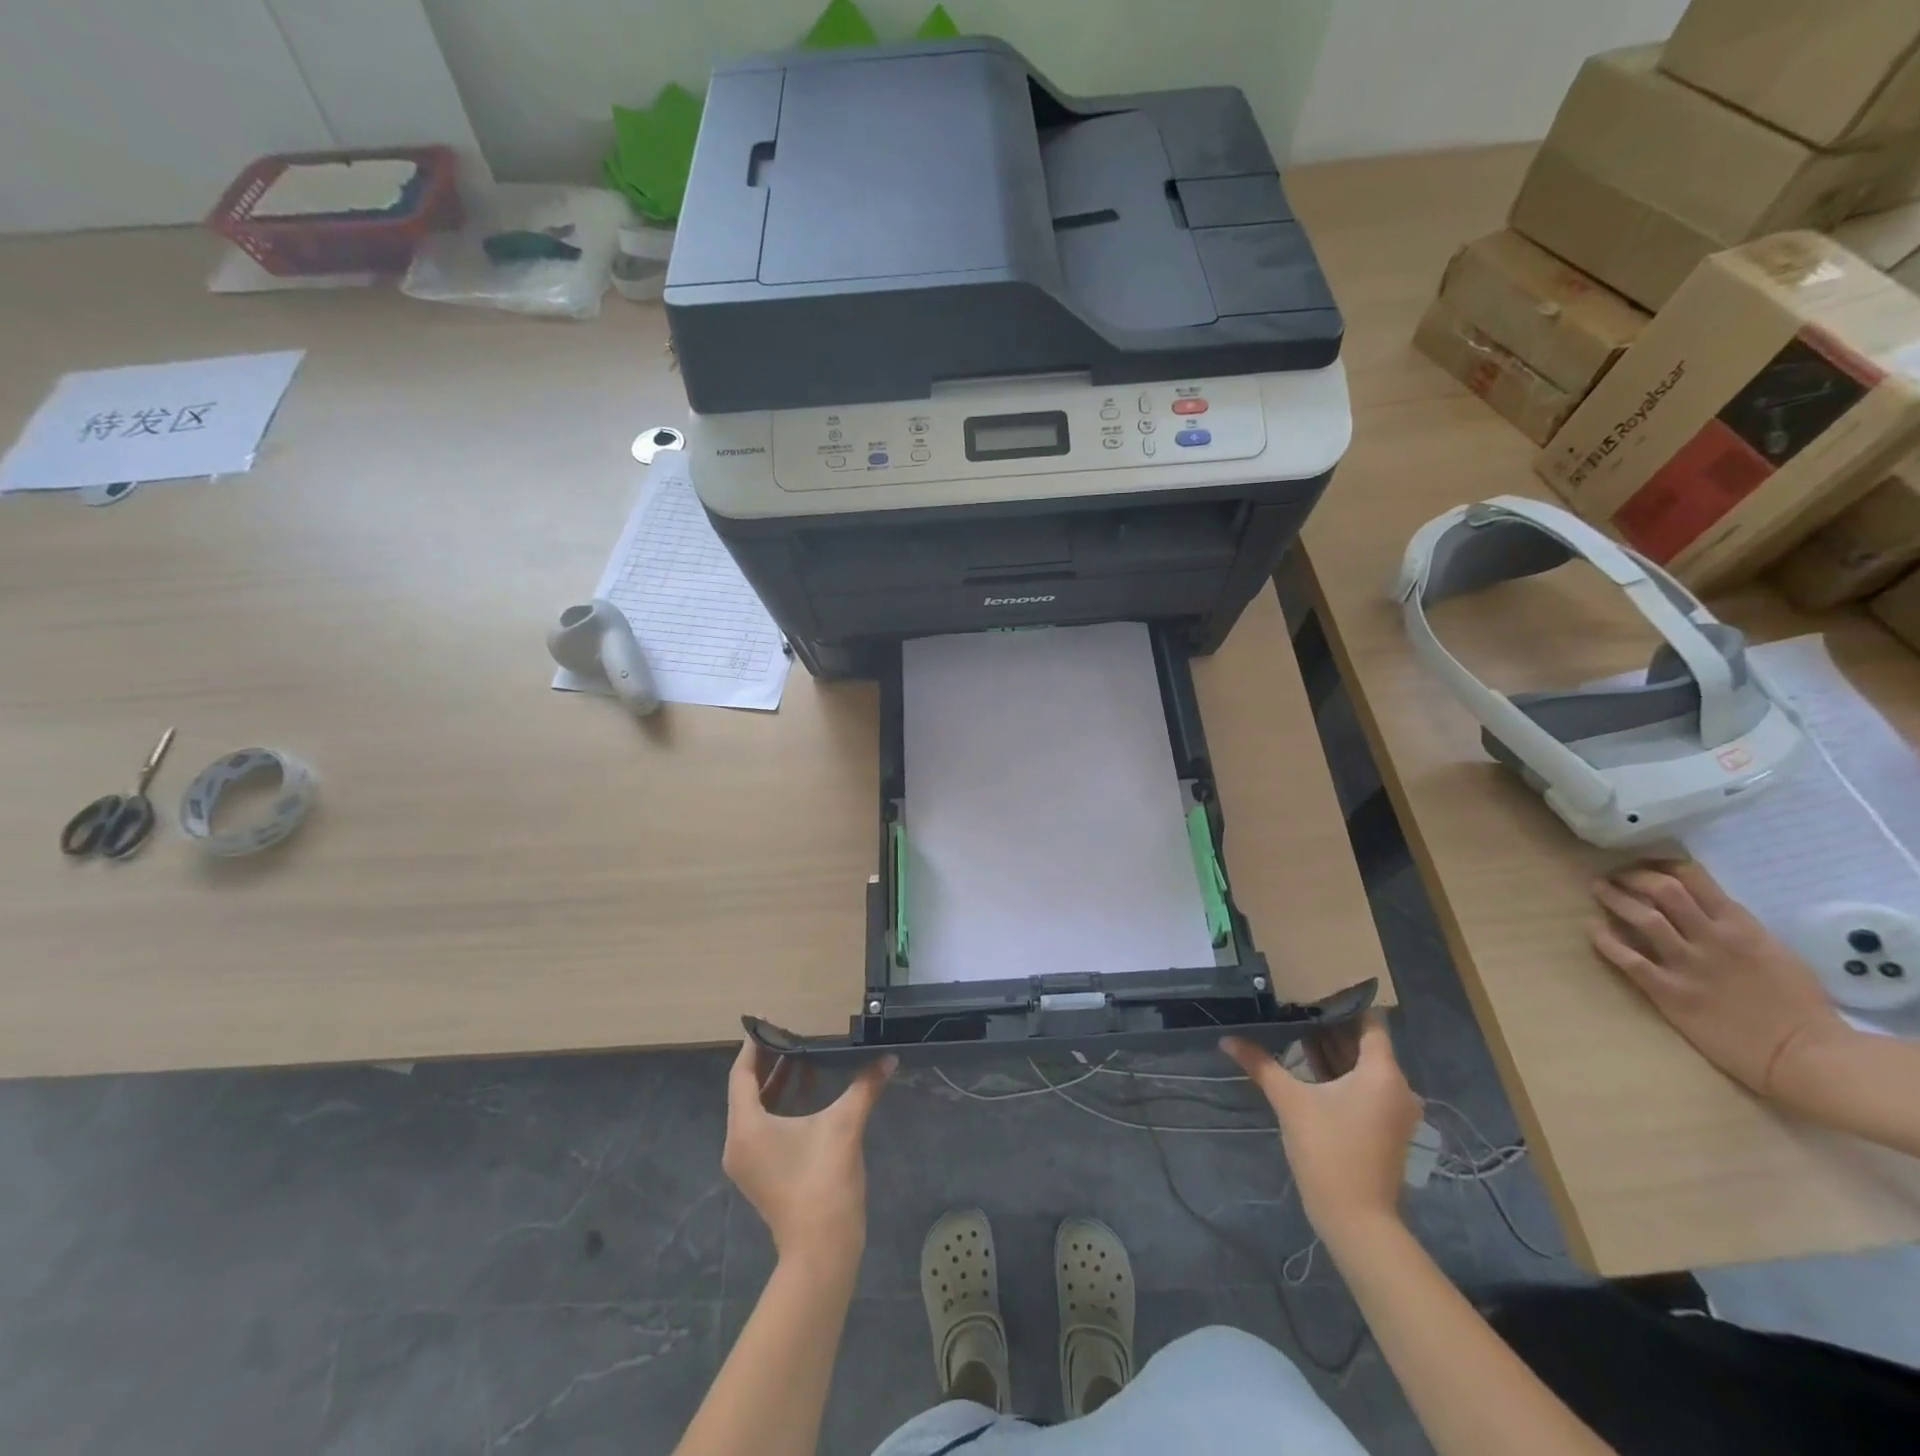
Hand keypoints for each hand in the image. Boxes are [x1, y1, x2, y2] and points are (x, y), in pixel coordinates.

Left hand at [722, 1041, 894, 1264]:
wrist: (822, 1248)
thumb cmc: (824, 1180)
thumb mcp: (845, 1124)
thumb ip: (865, 1085)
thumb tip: (888, 1058)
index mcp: (746, 1126)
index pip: (741, 1074)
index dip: (755, 1046)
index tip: (771, 1021)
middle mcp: (737, 1142)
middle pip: (746, 1090)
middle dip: (769, 1062)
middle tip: (792, 1034)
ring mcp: (747, 1161)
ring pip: (755, 1109)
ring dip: (777, 1083)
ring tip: (803, 1056)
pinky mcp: (760, 1173)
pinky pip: (762, 1126)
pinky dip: (780, 1105)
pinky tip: (808, 1091)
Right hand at [1222, 1015, 1421, 1235]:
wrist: (1357, 1220)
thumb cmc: (1328, 1150)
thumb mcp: (1290, 1102)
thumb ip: (1261, 1064)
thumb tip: (1227, 1039)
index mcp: (1383, 1073)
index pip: (1369, 1023)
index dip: (1341, 1005)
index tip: (1311, 992)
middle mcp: (1397, 1087)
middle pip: (1364, 1045)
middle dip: (1330, 1028)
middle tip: (1294, 1008)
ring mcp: (1393, 1110)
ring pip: (1363, 1067)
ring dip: (1333, 1052)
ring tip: (1294, 1032)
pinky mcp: (1384, 1128)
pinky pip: (1364, 1087)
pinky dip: (1339, 1075)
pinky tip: (1306, 1066)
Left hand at [1589, 860, 1848, 1100]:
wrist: (1806, 1056)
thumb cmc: (1799, 1006)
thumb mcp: (1774, 952)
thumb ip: (1736, 928)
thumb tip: (1701, 909)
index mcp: (1741, 927)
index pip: (1694, 879)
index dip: (1661, 865)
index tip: (1644, 865)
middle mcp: (1711, 938)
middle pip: (1662, 890)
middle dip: (1632, 877)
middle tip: (1614, 877)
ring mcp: (1687, 964)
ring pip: (1642, 918)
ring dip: (1614, 900)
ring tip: (1599, 890)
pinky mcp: (1669, 991)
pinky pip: (1628, 959)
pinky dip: (1605, 941)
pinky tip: (1593, 930)